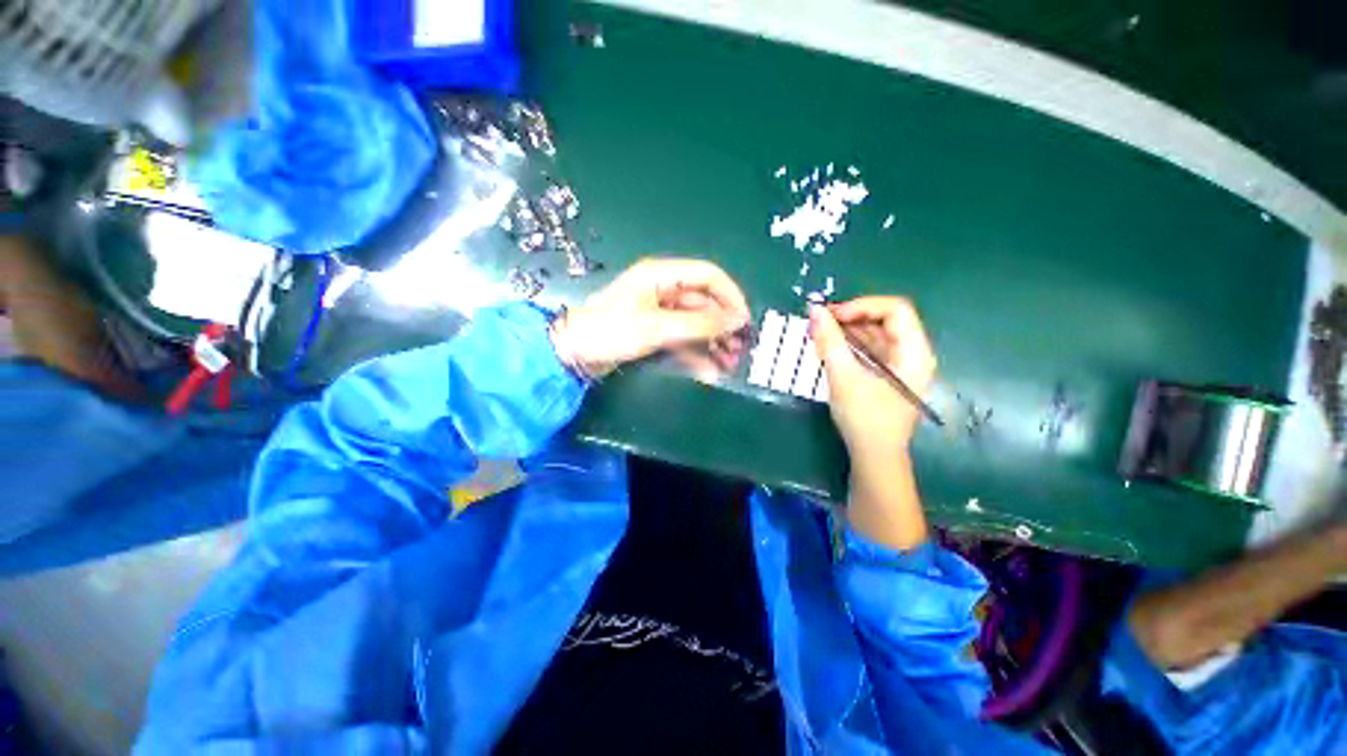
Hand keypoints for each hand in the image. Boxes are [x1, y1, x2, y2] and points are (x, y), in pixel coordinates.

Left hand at [552, 258, 750, 379]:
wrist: (575, 353)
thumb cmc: (611, 330)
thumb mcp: (657, 326)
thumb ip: (699, 324)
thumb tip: (735, 321)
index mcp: (663, 276)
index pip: (709, 276)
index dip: (731, 296)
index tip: (745, 321)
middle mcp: (665, 291)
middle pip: (705, 303)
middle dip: (724, 326)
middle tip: (740, 349)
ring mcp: (661, 313)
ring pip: (697, 324)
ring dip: (714, 342)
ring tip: (729, 364)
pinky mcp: (656, 333)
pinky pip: (684, 339)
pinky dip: (697, 353)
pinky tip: (709, 371)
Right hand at [809, 298, 936, 459]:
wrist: (874, 457)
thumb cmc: (865, 418)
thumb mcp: (844, 377)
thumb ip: (830, 341)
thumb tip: (814, 310)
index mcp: (914, 352)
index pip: (895, 310)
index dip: (862, 306)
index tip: (831, 315)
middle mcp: (912, 353)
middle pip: (885, 320)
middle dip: (851, 317)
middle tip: (819, 322)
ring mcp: (900, 365)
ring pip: (875, 334)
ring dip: (847, 330)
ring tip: (819, 333)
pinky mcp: (886, 375)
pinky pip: (869, 349)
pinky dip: (849, 345)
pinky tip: (828, 347)